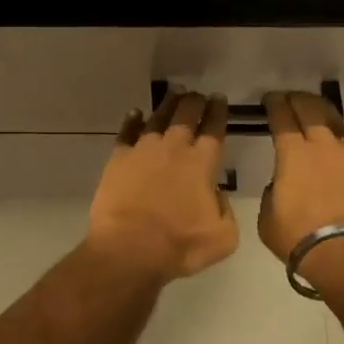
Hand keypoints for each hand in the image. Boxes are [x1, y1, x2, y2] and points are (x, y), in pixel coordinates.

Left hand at [87, 92, 238, 283]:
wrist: (129, 248)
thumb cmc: (180, 245)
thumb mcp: (223, 236)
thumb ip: (225, 209)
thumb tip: (215, 194)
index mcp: (202, 163)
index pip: (214, 129)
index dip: (218, 112)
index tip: (219, 100)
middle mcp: (174, 148)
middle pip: (186, 115)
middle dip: (195, 102)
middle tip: (198, 95)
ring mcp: (143, 150)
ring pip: (158, 118)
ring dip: (168, 105)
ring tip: (174, 94)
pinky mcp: (119, 158)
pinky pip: (127, 132)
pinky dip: (132, 120)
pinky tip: (135, 113)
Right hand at [259, 92, 343, 298]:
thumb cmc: (301, 239)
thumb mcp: (268, 218)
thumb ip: (273, 193)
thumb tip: (283, 185)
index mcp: (292, 153)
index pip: (281, 116)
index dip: (274, 104)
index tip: (269, 99)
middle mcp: (323, 145)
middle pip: (310, 109)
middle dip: (298, 99)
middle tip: (291, 98)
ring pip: (338, 122)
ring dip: (325, 114)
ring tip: (319, 113)